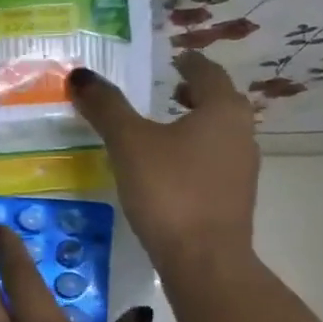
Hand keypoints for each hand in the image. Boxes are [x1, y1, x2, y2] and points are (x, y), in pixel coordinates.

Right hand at [69, 52, 257, 277]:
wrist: (204, 261)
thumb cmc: (169, 191)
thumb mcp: (129, 144)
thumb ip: (106, 107)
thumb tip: (80, 75)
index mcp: (223, 109)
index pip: (207, 72)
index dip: (188, 63)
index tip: (174, 60)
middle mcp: (242, 133)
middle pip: (219, 103)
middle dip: (194, 95)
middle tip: (169, 93)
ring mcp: (242, 170)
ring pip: (219, 136)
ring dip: (196, 128)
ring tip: (165, 133)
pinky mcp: (234, 202)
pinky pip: (215, 166)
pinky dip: (196, 159)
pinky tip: (171, 175)